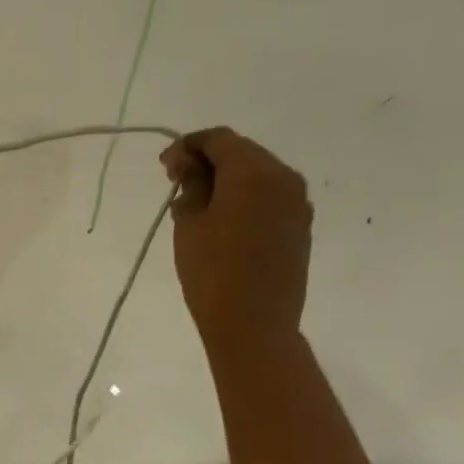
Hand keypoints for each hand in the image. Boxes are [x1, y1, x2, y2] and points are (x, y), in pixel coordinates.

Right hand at [161, 127, 311, 357]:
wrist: (254, 324)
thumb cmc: (212, 268)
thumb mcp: (189, 221)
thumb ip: (191, 184)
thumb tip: (190, 164)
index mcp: (255, 171)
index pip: (219, 139)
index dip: (187, 146)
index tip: (164, 167)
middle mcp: (284, 179)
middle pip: (242, 153)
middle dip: (208, 161)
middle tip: (176, 182)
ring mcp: (297, 205)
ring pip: (257, 176)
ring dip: (227, 181)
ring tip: (196, 204)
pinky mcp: (299, 228)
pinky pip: (268, 198)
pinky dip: (243, 199)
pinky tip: (221, 220)